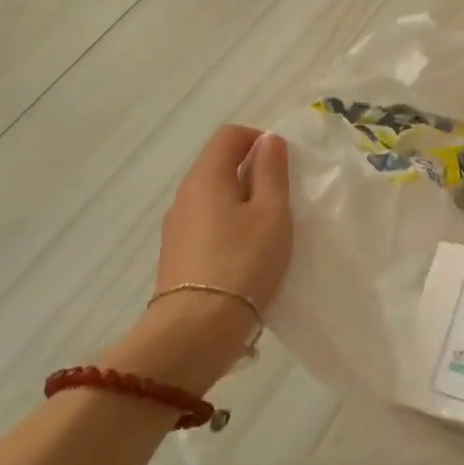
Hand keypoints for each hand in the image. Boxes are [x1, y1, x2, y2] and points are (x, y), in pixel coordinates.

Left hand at [102, 125, 292, 393]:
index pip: (229, 135)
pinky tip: (249, 254)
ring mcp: (177, 227)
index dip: (260, 139)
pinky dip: (231, 226)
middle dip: (254, 172)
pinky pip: (208, 224)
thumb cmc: (244, 262)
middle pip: (220, 165)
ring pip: (215, 197)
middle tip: (286, 199)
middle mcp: (185, 196)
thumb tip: (269, 141)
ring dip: (244, 202)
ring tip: (271, 230)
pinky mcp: (178, 255)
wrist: (197, 329)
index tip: (286, 164)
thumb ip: (272, 173)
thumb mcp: (272, 214)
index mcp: (206, 177)